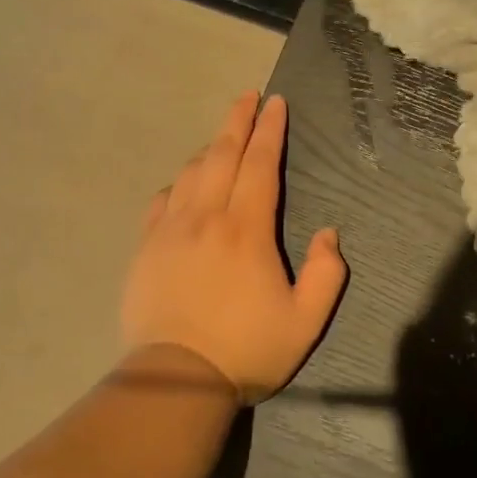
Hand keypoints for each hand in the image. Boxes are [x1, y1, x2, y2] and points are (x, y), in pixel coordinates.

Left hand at [120, 92, 347, 403]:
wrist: (174, 381)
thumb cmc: (246, 351)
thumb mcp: (305, 322)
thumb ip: (326, 274)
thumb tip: (330, 234)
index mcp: (247, 229)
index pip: (260, 164)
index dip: (270, 130)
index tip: (275, 103)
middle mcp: (207, 217)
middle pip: (222, 154)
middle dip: (238, 120)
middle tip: (248, 96)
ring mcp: (171, 231)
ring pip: (191, 173)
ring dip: (210, 148)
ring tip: (223, 137)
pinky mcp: (146, 249)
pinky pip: (162, 201)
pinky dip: (178, 185)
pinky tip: (185, 186)